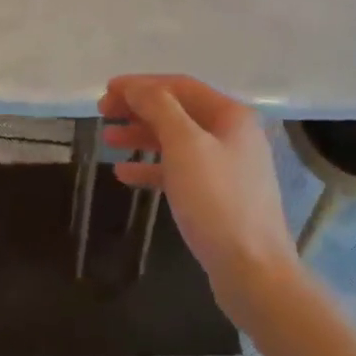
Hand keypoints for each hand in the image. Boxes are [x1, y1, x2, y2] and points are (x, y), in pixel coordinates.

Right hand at [100, 76, 298, 322]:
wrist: (253, 271)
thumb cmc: (217, 201)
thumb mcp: (185, 145)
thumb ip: (159, 108)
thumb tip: (137, 86)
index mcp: (230, 115)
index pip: (179, 86)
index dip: (141, 85)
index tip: (106, 91)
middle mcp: (232, 135)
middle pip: (178, 111)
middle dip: (139, 109)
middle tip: (102, 113)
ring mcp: (227, 167)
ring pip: (176, 141)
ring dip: (141, 136)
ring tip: (108, 140)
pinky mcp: (218, 197)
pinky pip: (180, 171)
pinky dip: (152, 168)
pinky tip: (124, 174)